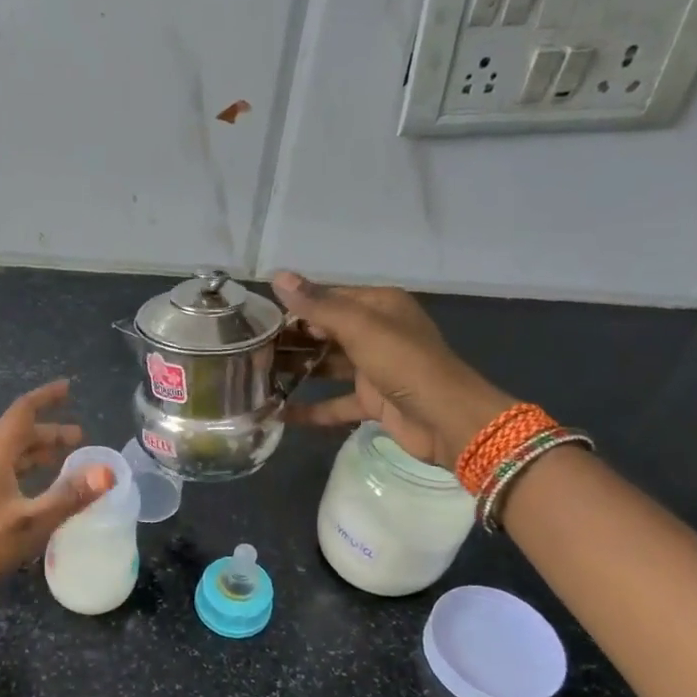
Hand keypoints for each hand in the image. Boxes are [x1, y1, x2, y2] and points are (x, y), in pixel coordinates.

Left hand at [0, 380, 114, 599]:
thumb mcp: (29, 522)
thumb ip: (68, 497)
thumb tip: (107, 472)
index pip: (23, 412)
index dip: (46, 397)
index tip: (69, 388)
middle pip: (20, 435)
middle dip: (50, 432)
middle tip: (80, 438)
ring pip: (11, 457)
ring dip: (38, 454)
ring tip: (64, 461)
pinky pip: (5, 475)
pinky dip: (27, 474)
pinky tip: (35, 493)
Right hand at [272, 272, 511, 468]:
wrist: (446, 419)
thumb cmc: (404, 363)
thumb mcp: (359, 328)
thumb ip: (317, 304)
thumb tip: (277, 276)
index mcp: (379, 306)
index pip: (328, 298)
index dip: (296, 308)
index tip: (259, 321)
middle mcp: (376, 332)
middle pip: (325, 332)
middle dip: (291, 341)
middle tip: (250, 351)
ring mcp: (375, 369)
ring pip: (327, 366)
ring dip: (297, 372)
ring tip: (257, 378)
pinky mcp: (373, 401)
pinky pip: (335, 402)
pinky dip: (311, 409)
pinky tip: (279, 414)